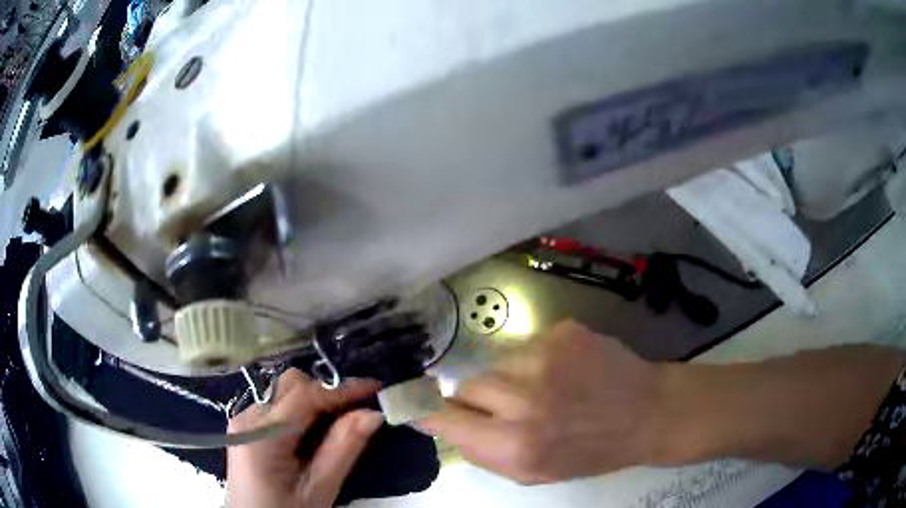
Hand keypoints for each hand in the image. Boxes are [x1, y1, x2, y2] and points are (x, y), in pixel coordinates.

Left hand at [226, 369, 382, 507]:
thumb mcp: (319, 490)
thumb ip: (343, 449)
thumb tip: (373, 413)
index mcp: (262, 434)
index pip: (304, 395)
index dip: (341, 388)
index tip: (376, 388)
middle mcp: (248, 417)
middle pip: (290, 385)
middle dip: (326, 392)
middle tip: (358, 412)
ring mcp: (244, 421)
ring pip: (284, 392)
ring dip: (315, 401)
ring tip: (341, 424)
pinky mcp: (247, 428)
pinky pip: (278, 407)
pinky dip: (302, 412)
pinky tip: (316, 434)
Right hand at [419, 320, 663, 483]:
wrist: (647, 412)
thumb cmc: (591, 452)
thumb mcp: (534, 474)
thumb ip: (484, 454)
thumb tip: (447, 425)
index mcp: (515, 445)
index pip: (444, 419)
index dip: (430, 411)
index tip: (418, 405)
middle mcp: (524, 401)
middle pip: (466, 386)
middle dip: (479, 398)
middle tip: (506, 405)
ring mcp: (544, 359)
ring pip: (495, 363)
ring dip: (508, 377)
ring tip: (543, 388)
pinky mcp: (562, 332)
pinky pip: (525, 346)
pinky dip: (535, 359)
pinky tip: (563, 370)